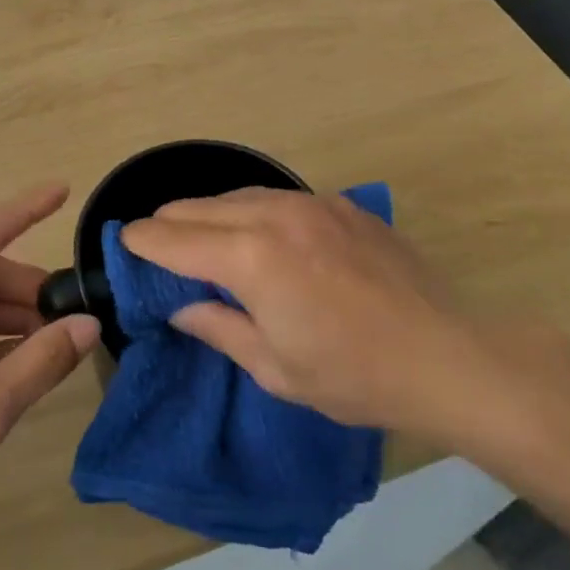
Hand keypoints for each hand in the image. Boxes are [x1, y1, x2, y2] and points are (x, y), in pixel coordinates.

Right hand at [121, 188, 472, 433]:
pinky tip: (262, 236)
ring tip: (203, 239)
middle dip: (169, 224)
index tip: (123, 244)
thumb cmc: (353, 375)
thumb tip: (180, 307)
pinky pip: (278, 197)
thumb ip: (218, 327)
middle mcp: (275, 215)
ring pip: (237, 194)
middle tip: (157, 247)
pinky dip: (253, 211)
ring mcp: (312, 203)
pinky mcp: (341, 204)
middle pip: (199, 206)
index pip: (174, 238)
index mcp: (250, 257)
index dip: (141, 241)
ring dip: (210, 214)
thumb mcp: (274, 367)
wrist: (446, 356)